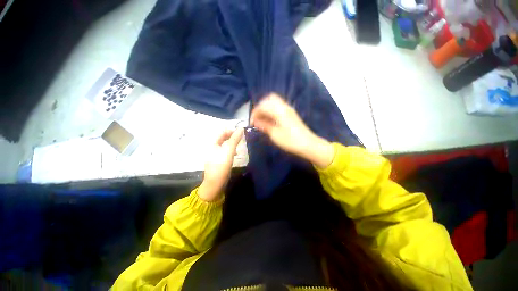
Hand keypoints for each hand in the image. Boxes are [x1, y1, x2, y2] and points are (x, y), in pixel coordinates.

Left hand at [198, 128, 243, 201]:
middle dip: (232, 137)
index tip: (241, 132)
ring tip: (239, 146)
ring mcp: (216, 154)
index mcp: (213, 143)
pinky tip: (235, 154)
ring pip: (225, 145)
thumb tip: (241, 128)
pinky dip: (231, 151)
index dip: (231, 130)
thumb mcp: (229, 151)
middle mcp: (213, 147)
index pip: (222, 132)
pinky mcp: (219, 160)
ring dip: (232, 144)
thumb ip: (234, 139)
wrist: (215, 183)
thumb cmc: (221, 165)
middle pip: (223, 138)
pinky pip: (226, 151)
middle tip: (241, 139)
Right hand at [250, 93, 333, 167]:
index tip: (251, 123)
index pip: (263, 106)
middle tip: (257, 119)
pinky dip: (272, 110)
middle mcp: (284, 106)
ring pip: (274, 102)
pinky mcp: (291, 113)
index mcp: (279, 111)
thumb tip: (255, 121)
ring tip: (262, 120)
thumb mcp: (275, 134)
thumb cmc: (291, 141)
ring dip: (266, 108)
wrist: (308, 144)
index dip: (255, 113)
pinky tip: (270, 120)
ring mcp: (289, 109)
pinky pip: (278, 106)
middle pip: (268, 99)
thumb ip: (264, 125)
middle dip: (260, 107)